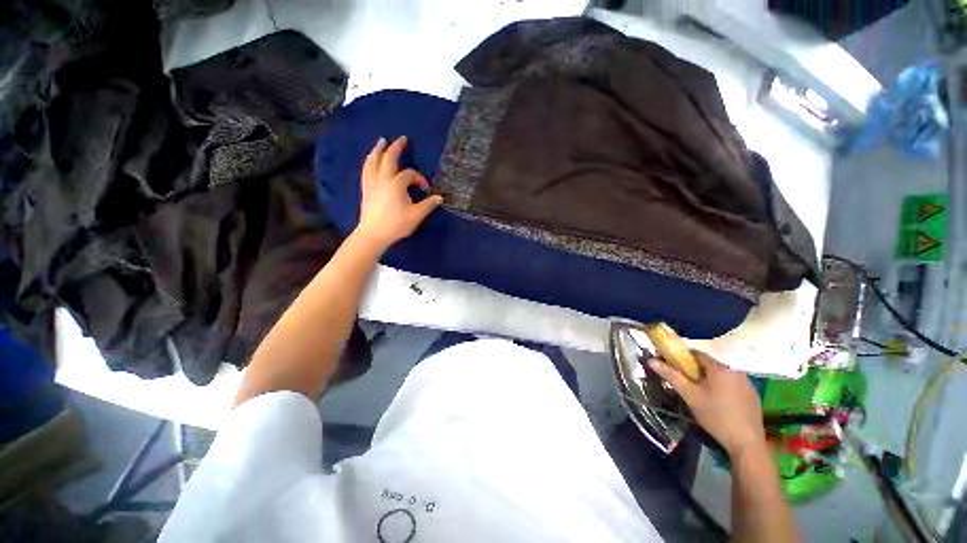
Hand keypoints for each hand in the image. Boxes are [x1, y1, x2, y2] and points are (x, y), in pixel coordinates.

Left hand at [355, 136, 442, 250]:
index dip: (419, 179)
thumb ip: (428, 205)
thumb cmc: (396, 224)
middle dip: (396, 147)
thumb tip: (439, 198)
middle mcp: (382, 179)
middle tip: (402, 139)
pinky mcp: (365, 189)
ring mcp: (371, 183)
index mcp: (396, 184)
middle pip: (388, 158)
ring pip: (373, 161)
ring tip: (381, 142)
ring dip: (378, 150)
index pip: (409, 174)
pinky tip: (370, 161)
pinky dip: (369, 162)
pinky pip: (366, 171)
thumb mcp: (416, 215)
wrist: (373, 234)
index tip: (426, 189)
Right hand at [648, 351, 765, 458]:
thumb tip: (651, 360)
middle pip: (710, 364)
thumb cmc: (715, 415)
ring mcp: (747, 383)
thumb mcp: (689, 395)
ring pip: (722, 374)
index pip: (697, 353)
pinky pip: (733, 384)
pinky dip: (723, 388)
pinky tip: (720, 403)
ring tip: (702, 395)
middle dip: (697, 371)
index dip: (683, 359)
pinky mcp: (753, 395)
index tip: (675, 369)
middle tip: (688, 385)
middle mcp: (736, 370)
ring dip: (710, 380)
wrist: (746, 443)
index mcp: (720, 367)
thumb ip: (671, 375)